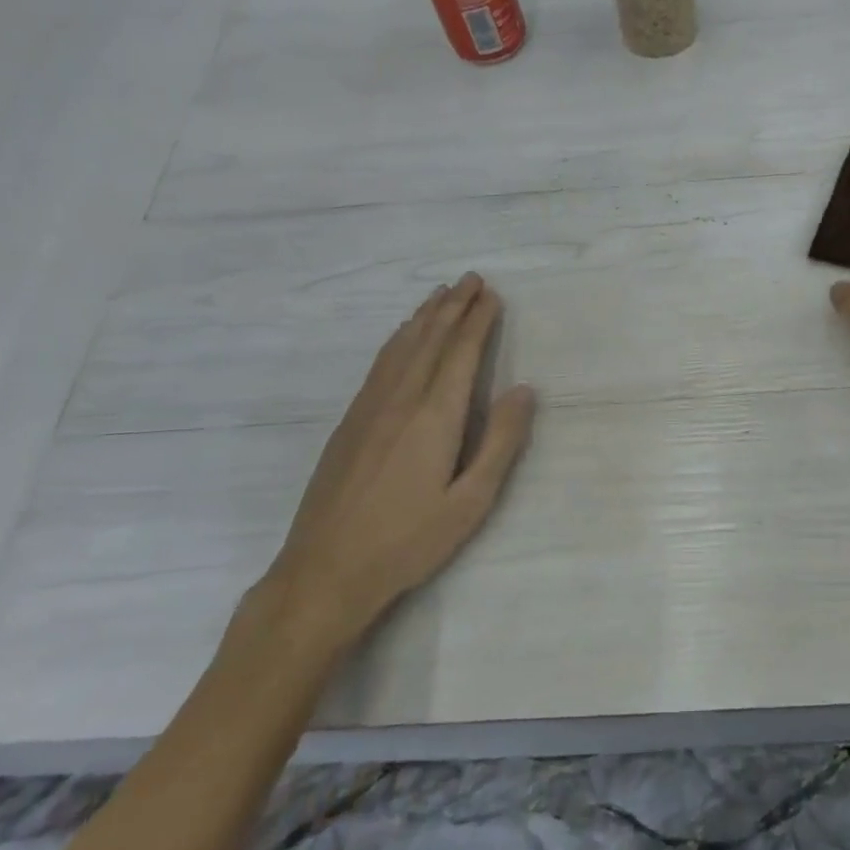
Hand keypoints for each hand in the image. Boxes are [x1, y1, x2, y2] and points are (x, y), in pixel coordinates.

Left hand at [259, 273, 535, 652]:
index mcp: (434, 416)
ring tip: (440, 293)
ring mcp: (369, 409)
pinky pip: (379, 364)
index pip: (461, 353)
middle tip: (471, 278)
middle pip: (430, 340)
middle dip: (453, 306)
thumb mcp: (471, 502)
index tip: (492, 294)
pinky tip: (401, 335)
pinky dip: (397, 339)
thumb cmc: (408, 541)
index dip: (478, 321)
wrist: (325, 571)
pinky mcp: (349, 422)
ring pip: (401, 347)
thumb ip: (500, 442)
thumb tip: (524, 390)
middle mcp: (400, 400)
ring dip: (424, 316)